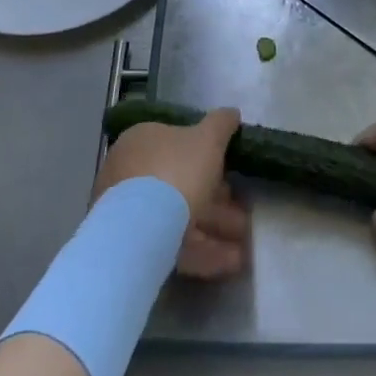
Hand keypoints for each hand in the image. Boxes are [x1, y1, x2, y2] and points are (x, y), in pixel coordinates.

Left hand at [96, 109, 248, 279]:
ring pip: (180, 217)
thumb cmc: (177, 171)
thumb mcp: (208, 139)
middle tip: (243, 215)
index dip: (209, 158)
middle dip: (217, 201)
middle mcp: (131, 173)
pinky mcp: (134, 246)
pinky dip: (203, 251)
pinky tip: (231, 262)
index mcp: (143, 141)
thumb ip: (221, 124)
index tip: (234, 173)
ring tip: (245, 245)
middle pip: (181, 183)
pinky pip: (174, 244)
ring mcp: (130, 212)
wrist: (141, 230)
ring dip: (215, 228)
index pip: (178, 145)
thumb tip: (231, 113)